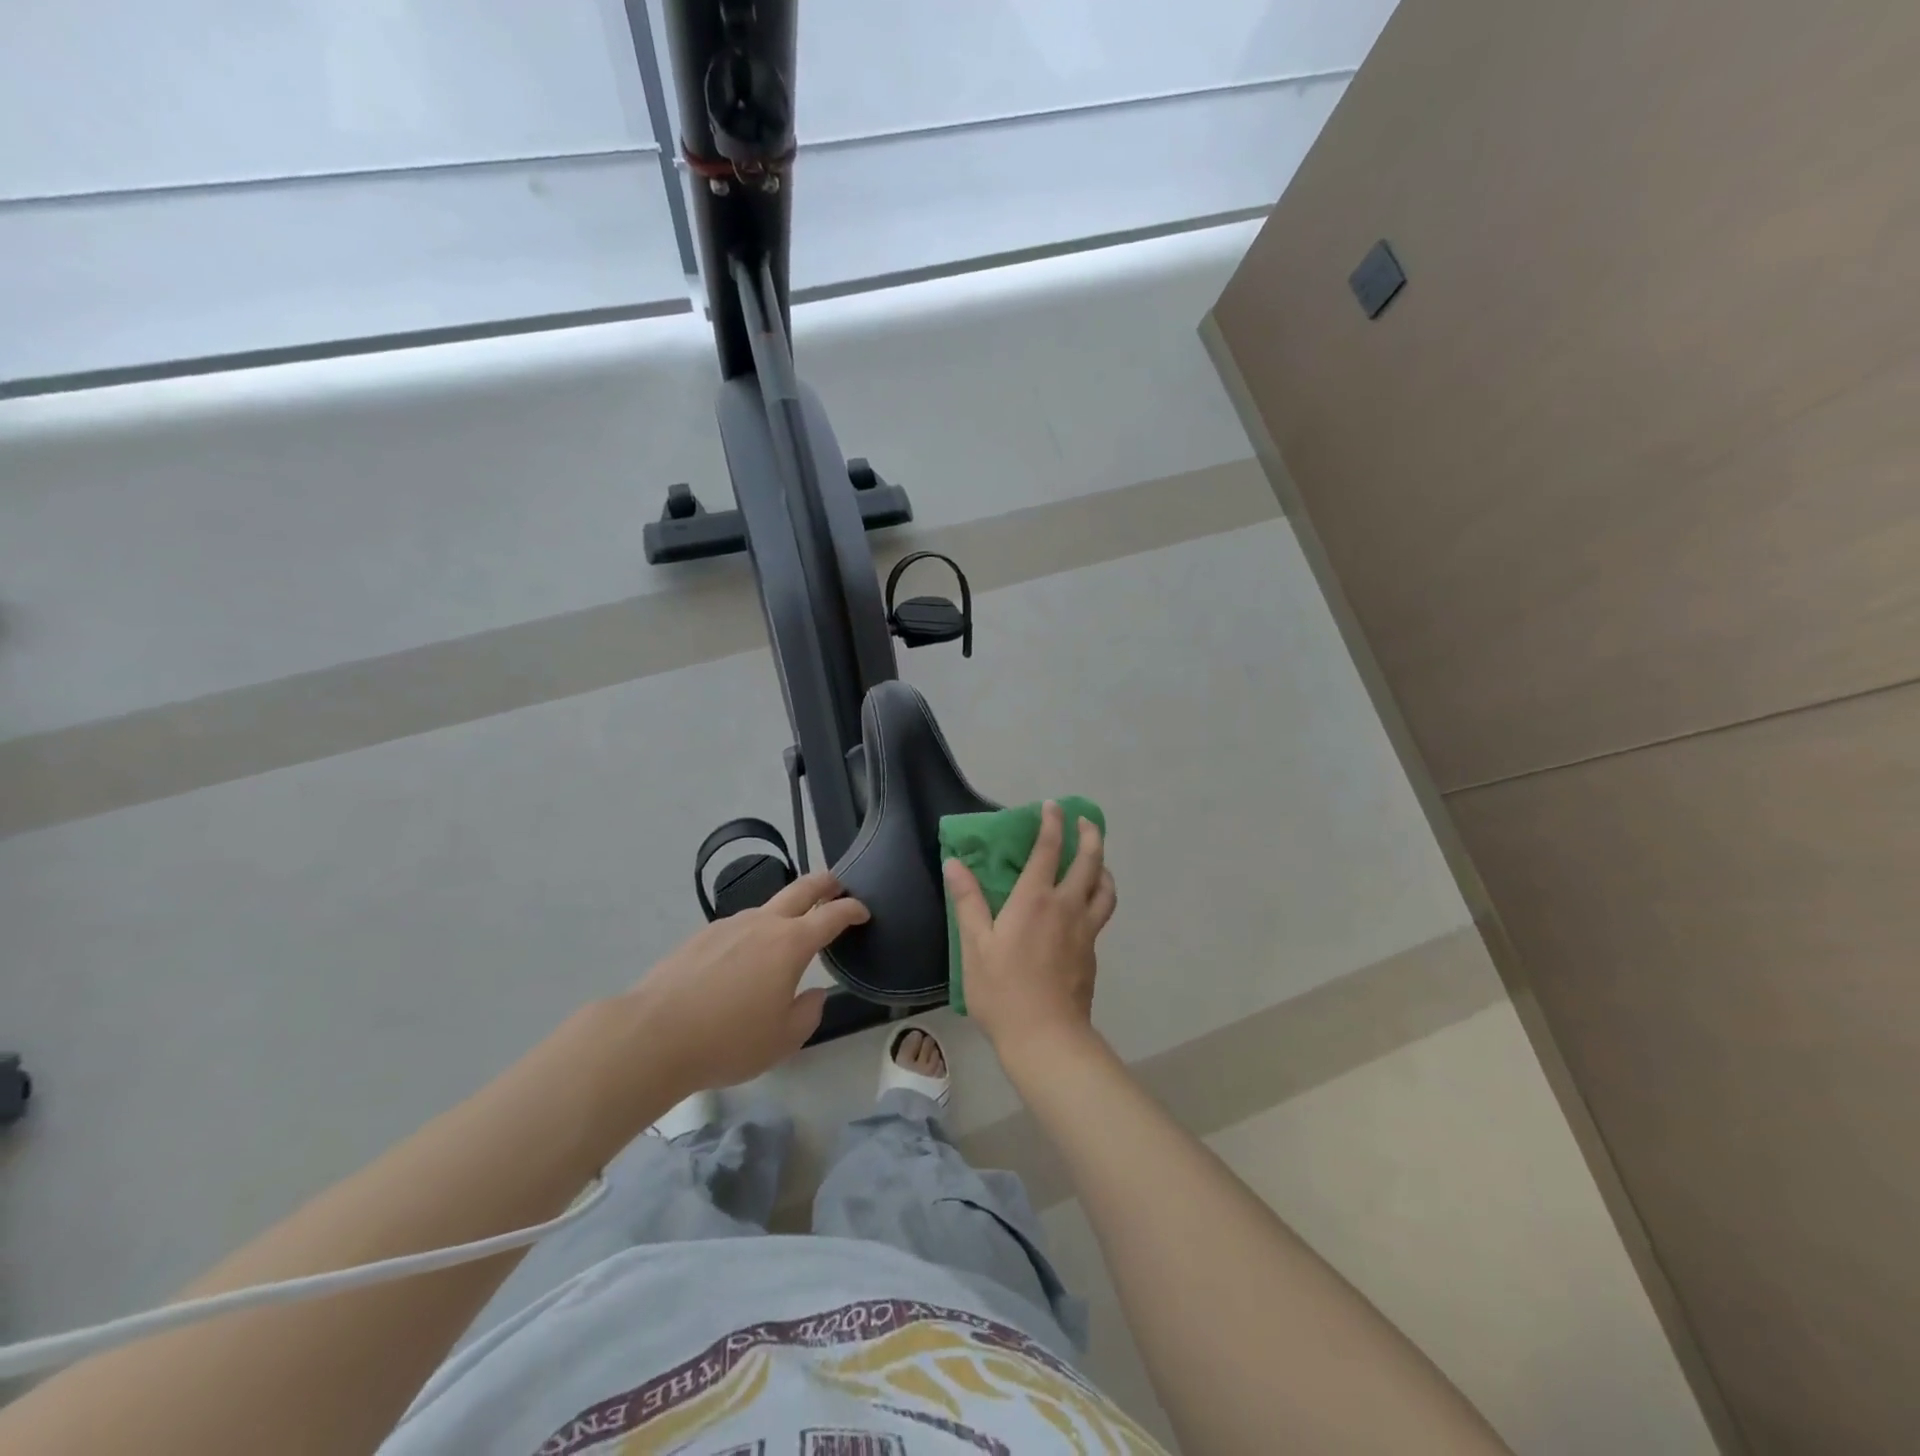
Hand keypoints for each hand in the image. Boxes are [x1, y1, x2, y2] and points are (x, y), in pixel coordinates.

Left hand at [623, 872, 868, 1094]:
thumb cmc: (728, 1041)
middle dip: (825, 882)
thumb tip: (813, 994)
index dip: (852, 909)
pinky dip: (752, 934)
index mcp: (790, 944)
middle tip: (838, 883)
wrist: (653, 1036)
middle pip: (801, 889)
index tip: (863, 911)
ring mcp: (727, 926)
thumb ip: (808, 1013)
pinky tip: (742, 962)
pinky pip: (737, 928)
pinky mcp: (700, 937)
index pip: (832, 915)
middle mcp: (762, 924)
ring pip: (766, 908)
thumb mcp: (783, 1040)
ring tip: (787, 934)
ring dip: (785, 912)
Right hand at [944, 801, 1116, 1065]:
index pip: (1049, 849)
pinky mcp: (1092, 952)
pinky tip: (1087, 905)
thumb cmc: (1003, 990)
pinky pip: (1102, 912)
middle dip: (1090, 835)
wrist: (1046, 1037)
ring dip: (1103, 866)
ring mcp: (1085, 930)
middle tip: (1085, 821)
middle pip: (1090, 861)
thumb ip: (968, 901)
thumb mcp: (975, 944)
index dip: (1053, 824)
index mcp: (1035, 899)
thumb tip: (954, 863)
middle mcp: (1067, 906)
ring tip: (1096, 861)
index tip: (1054, 806)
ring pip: (1105, 888)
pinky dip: (1100, 896)